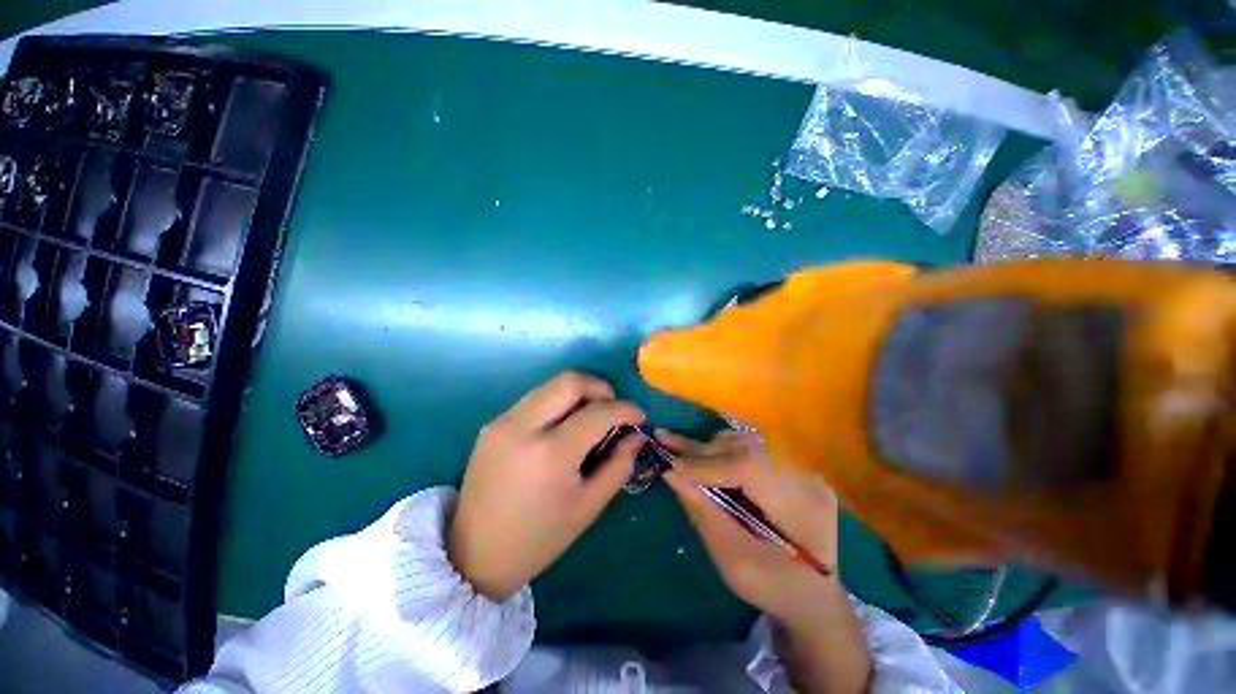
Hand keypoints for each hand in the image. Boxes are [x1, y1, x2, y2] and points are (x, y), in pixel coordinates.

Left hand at [449, 372, 644, 600]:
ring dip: (579, 393)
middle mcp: (523, 426)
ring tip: (592, 416)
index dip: (626, 409)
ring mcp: (503, 421)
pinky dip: (558, 403)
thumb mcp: (588, 506)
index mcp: (550, 453)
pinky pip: (535, 399)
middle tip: (614, 409)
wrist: (473, 554)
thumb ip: (619, 465)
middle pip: (571, 381)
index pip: (598, 412)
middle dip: (601, 388)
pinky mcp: (493, 423)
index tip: (639, 416)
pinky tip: (565, 426)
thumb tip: (636, 435)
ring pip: (551, 385)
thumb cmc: (538, 538)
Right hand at [660, 430, 842, 630]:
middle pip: (745, 449)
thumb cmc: (773, 589)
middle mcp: (806, 478)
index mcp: (802, 508)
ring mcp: (801, 469)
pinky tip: (699, 453)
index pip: (749, 468)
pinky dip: (720, 451)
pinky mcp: (789, 467)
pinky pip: (750, 449)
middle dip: (701, 451)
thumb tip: (671, 473)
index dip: (706, 464)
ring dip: (709, 448)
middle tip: (664, 444)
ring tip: (679, 452)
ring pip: (745, 443)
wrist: (812, 597)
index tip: (670, 466)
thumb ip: (704, 514)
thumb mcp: (734, 562)